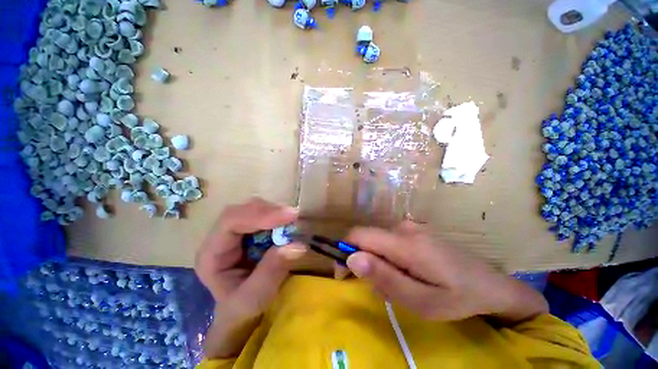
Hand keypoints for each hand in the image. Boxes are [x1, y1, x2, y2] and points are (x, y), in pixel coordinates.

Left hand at [195, 197, 306, 318]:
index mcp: (212, 253)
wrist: (241, 310)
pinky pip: (264, 214)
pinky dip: (278, 216)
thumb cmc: (242, 308)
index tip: (288, 216)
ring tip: (293, 221)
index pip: (230, 222)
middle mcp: (221, 237)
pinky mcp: (250, 230)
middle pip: (243, 210)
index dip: (259, 215)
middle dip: (269, 211)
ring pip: (254, 208)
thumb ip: (271, 272)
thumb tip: (296, 245)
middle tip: (293, 216)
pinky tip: (288, 224)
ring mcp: (236, 231)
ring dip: (275, 212)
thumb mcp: (254, 299)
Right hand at [345, 221, 547, 322]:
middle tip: (384, 289)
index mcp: (404, 243)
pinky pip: (390, 241)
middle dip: (365, 262)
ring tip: (402, 284)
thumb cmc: (457, 297)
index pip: (359, 235)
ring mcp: (411, 227)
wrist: (491, 284)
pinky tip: (408, 272)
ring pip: (379, 242)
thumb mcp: (420, 301)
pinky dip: (389, 257)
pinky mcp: (415, 230)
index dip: (344, 250)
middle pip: (368, 239)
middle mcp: (404, 228)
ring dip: (379, 263)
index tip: (344, 273)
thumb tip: (353, 257)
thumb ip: (384, 277)